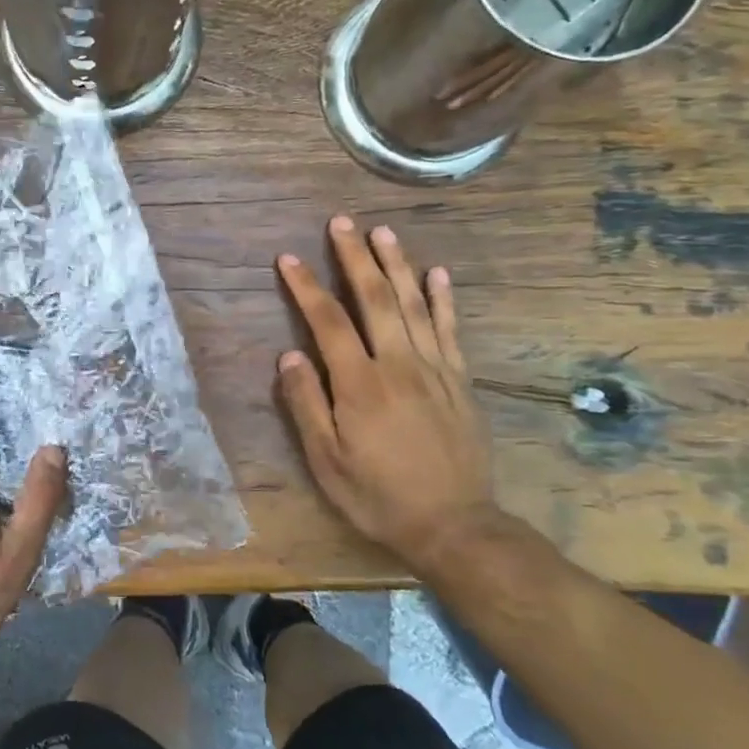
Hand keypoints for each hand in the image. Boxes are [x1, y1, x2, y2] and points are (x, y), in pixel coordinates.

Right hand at [276, 216, 496, 574]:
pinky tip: (437, 273)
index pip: (328, 322)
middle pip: (375, 299)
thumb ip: (306, 404)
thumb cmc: (378, 496)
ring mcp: (435, 369)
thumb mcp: (327, 462)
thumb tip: (289, 355)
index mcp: (360, 385)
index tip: (288, 258)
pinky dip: (443, 299)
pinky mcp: (460, 380)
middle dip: (354, 258)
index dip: (306, 287)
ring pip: (414, 305)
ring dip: (397, 265)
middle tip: (341, 223)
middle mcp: (399, 365)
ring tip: (383, 232)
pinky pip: (451, 330)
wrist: (453, 525)